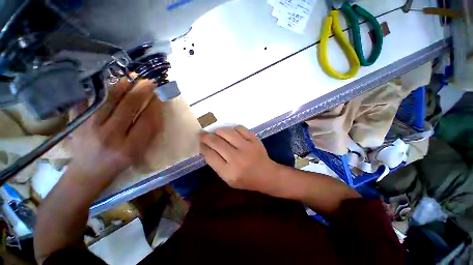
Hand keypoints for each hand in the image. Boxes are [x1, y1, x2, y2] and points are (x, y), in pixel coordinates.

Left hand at [65, 79, 162, 185]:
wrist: (89, 171)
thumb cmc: (120, 162)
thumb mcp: (139, 151)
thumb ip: (149, 131)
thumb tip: (155, 109)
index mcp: (130, 147)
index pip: (147, 120)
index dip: (155, 106)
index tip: (160, 96)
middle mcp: (110, 136)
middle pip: (128, 106)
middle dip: (142, 91)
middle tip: (150, 82)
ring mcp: (90, 127)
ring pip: (109, 99)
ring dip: (123, 86)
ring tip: (132, 78)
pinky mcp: (78, 121)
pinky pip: (91, 100)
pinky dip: (103, 89)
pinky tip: (112, 83)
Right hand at [199, 126, 277, 192]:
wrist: (267, 175)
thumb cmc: (246, 180)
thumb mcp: (228, 179)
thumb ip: (217, 164)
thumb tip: (207, 148)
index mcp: (229, 173)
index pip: (210, 156)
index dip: (203, 147)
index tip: (200, 143)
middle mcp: (238, 158)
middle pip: (216, 142)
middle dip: (206, 137)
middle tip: (202, 134)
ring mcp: (247, 147)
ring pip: (227, 132)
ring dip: (218, 131)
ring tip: (215, 133)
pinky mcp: (254, 139)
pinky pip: (239, 128)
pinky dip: (232, 129)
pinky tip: (230, 133)